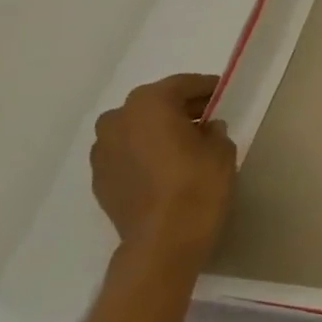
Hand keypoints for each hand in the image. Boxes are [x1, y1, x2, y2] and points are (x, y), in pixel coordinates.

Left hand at [90, 73, 236, 259]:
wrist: (164, 237)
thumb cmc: (199, 183)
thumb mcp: (222, 149)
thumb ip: (214, 130)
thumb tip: (206, 128)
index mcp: (149, 104)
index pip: (181, 84)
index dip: (206, 87)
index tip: (223, 93)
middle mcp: (117, 119)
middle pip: (153, 104)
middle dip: (179, 108)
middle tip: (206, 118)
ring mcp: (102, 149)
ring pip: (135, 128)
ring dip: (158, 130)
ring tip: (185, 145)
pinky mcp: (99, 176)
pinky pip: (126, 152)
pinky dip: (144, 152)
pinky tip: (165, 167)